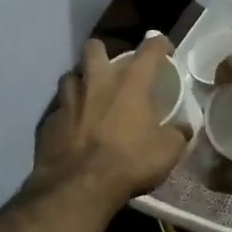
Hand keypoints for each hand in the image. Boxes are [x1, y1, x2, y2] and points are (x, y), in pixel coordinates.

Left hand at [32, 37, 189, 208]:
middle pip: (94, 48)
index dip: (159, 44)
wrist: (78, 187)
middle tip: (112, 69)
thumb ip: (178, 134)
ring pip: (70, 77)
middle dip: (103, 52)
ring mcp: (68, 101)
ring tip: (88, 96)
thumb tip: (183, 129)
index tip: (164, 49)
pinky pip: (58, 109)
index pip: (149, 48)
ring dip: (80, 82)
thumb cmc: (129, 162)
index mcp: (130, 82)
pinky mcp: (48, 122)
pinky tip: (73, 128)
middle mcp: (97, 82)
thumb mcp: (168, 151)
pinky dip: (67, 114)